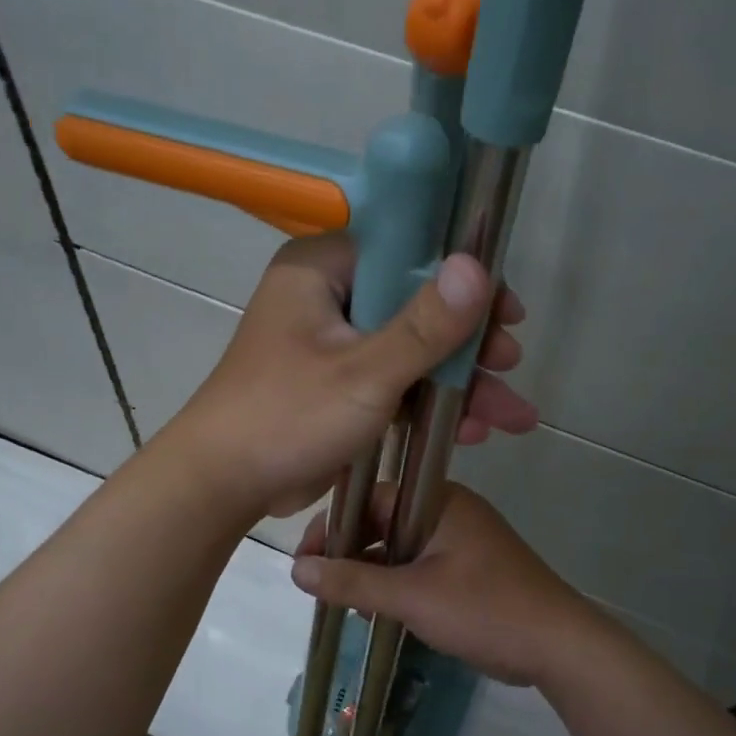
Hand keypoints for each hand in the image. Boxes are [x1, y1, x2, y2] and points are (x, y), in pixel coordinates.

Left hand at [163, 235, 535, 517]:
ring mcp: (331, 343)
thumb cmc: (288, 417)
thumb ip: (425, 325)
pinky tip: (472, 430)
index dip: (461, 278)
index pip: (406, 252)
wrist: (225, 484)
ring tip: (509, 415)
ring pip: (408, 349)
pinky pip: (392, 381)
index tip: (507, 312)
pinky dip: (427, 403)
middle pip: (414, 304)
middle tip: (511, 366)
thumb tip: (477, 266)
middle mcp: (326, 297)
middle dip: (468, 344)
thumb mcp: (365, 373)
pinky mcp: (335, 384)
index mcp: (321, 270)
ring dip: (457, 382)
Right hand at [290, 482, 601, 687]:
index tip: (306, 558)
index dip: (334, 524)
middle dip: (349, 551)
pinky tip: (375, 611)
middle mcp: (449, 512)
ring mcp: (462, 542)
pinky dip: (395, 584)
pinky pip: (419, 567)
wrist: (560, 647)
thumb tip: (296, 569)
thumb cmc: (484, 609)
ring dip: (371, 571)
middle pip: (384, 521)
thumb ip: (353, 581)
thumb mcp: (411, 595)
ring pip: (400, 547)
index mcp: (439, 501)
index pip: (371, 497)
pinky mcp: (469, 571)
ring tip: (341, 601)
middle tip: (318, 583)